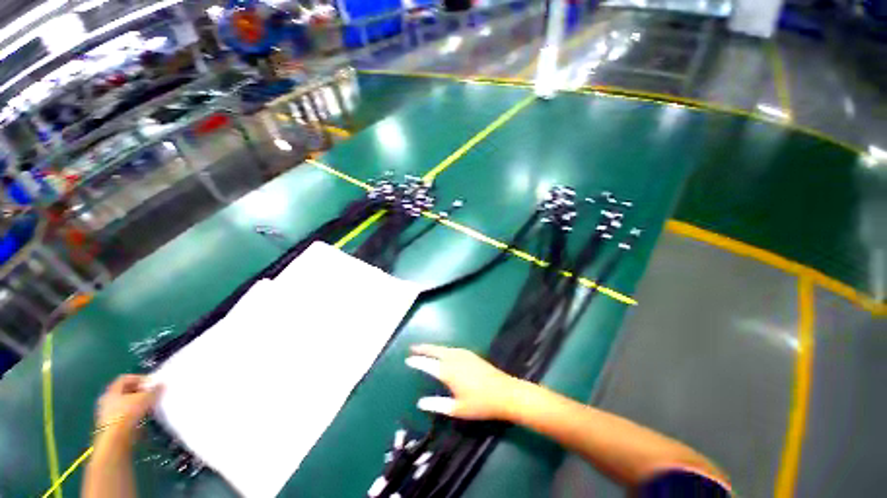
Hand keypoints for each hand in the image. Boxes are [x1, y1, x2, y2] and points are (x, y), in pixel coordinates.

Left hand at [95, 374, 161, 441]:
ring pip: (124, 404)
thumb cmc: (128, 413)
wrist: (116, 439)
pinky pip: (125, 415)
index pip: (126, 378)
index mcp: (112, 390)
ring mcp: (108, 413)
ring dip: (137, 404)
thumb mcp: (145, 398)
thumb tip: (162, 384)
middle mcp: (107, 399)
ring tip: (149, 406)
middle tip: (152, 394)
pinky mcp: (112, 425)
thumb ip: (154, 390)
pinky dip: (134, 414)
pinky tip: (143, 417)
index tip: (152, 383)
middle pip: (124, 391)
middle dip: (139, 392)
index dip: (139, 378)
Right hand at [406, 344, 522, 420]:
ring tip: (425, 349)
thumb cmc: (480, 403)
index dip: (418, 361)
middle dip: (424, 348)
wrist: (504, 392)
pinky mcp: (471, 354)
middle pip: (436, 350)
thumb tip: (420, 403)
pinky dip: (444, 349)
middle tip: (413, 347)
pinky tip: (444, 352)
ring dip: (434, 347)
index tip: (408, 359)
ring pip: (444, 348)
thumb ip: (437, 405)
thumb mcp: (457, 409)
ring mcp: (464, 354)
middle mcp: (454, 359)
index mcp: (448, 372)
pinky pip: (453, 349)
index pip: (428, 364)